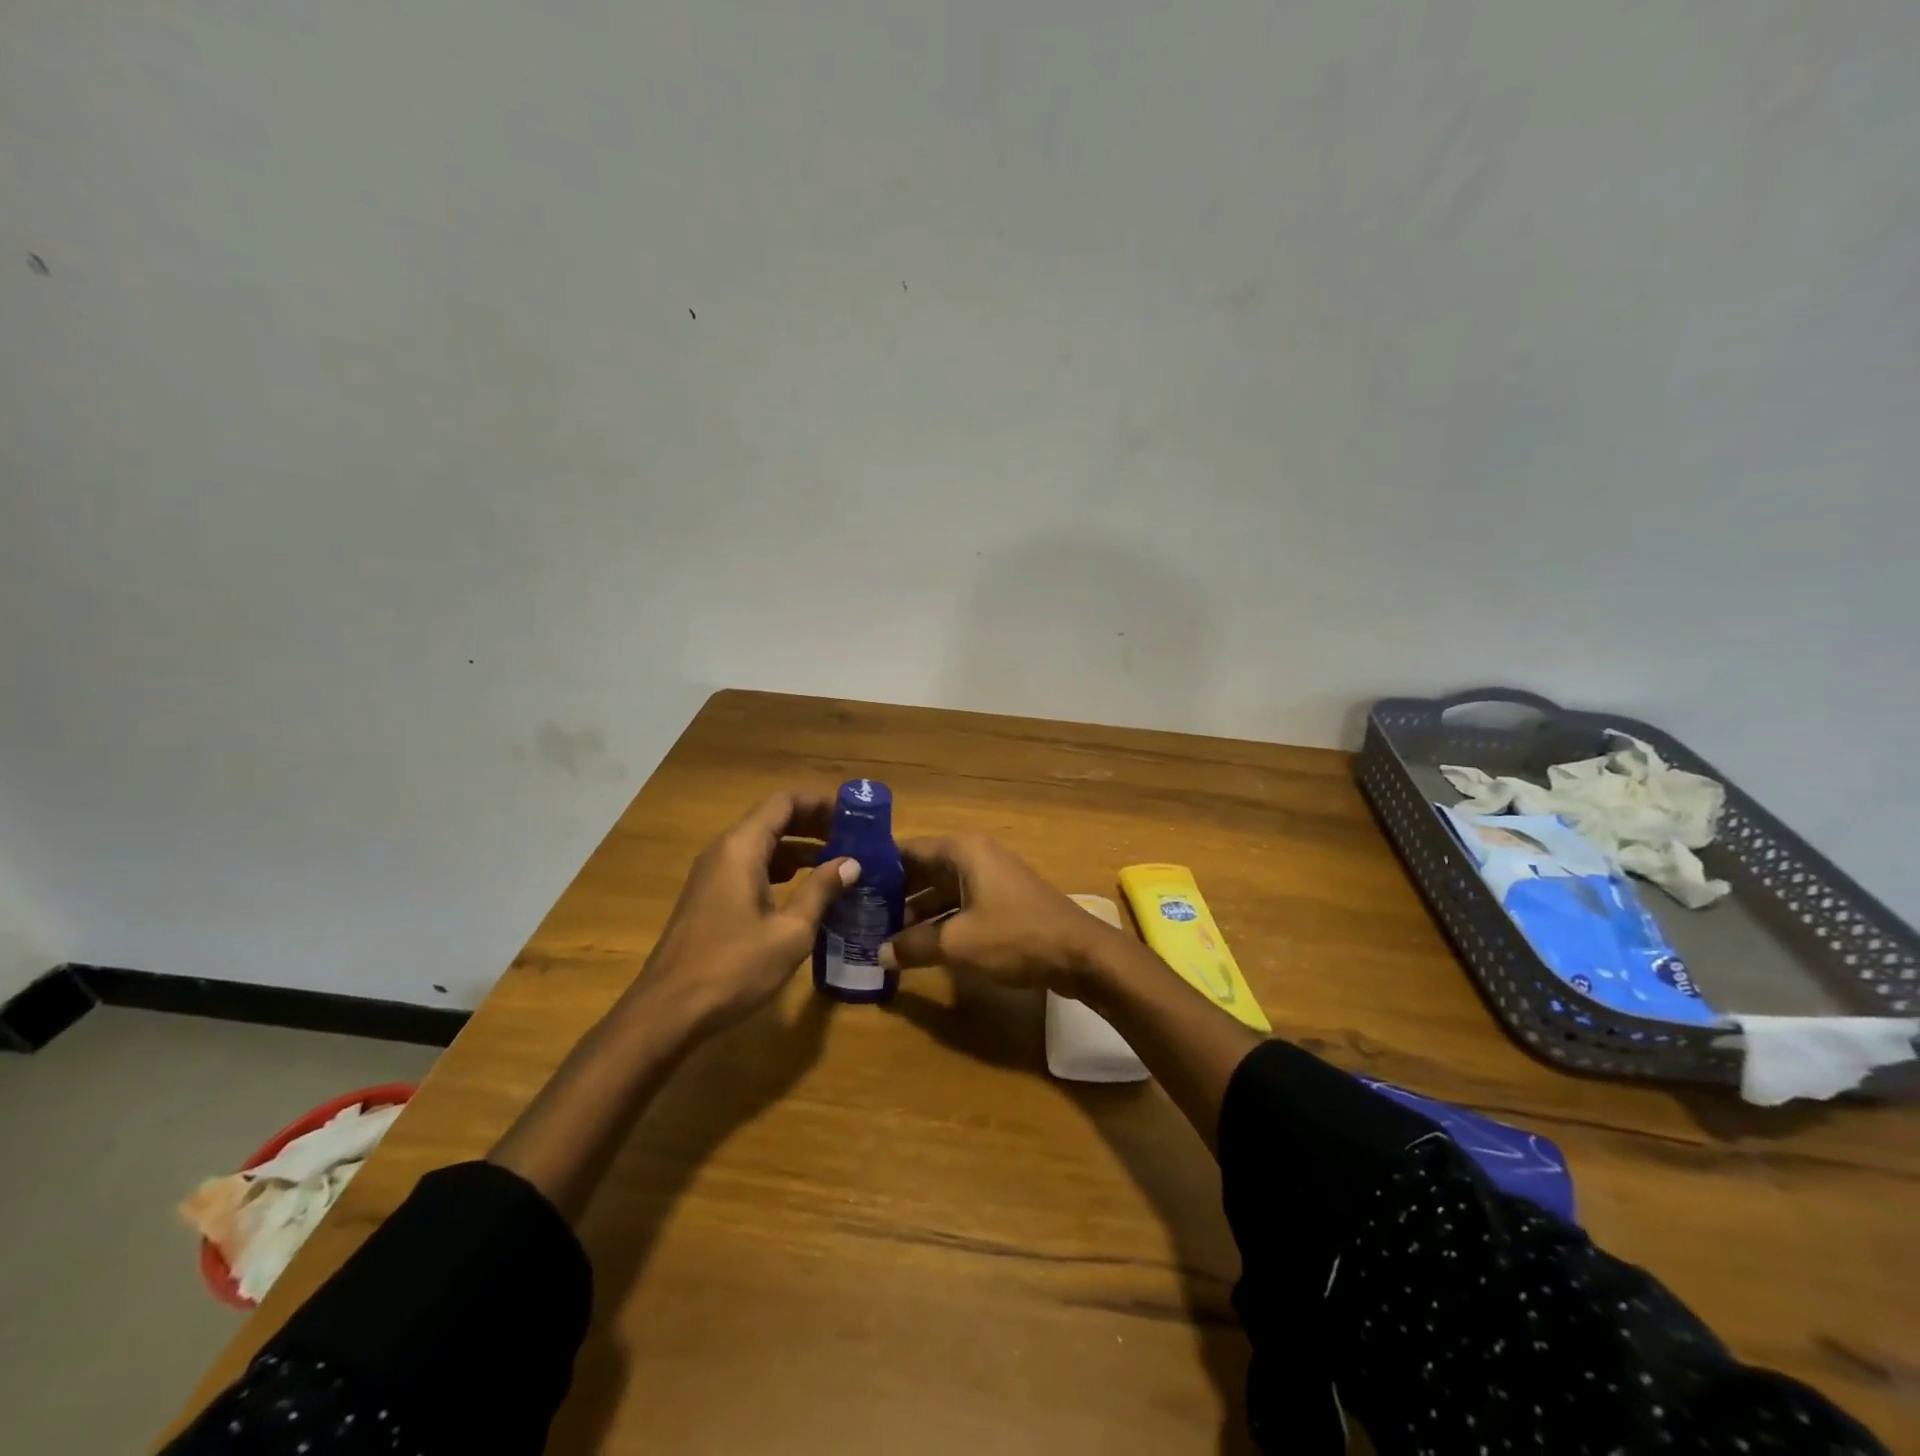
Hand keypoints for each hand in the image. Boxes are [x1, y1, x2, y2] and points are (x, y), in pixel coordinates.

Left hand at [632, 791, 857, 1031]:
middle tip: (854, 839)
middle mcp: (724, 851)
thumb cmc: (733, 968)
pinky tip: (806, 890)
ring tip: (839, 862)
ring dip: (800, 849)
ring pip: (762, 845)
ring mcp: (713, 875)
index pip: (784, 802)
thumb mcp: (790, 932)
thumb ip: (821, 891)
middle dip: (814, 824)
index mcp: (742, 848)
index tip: (853, 816)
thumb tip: (851, 863)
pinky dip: (782, 869)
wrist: (667, 1012)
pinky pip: (751, 867)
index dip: (820, 803)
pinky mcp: (710, 898)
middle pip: (773, 819)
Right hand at [879, 835, 1116, 995]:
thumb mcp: (957, 943)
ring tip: (881, 935)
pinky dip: (939, 920)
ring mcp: (990, 877)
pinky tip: (918, 945)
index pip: (907, 850)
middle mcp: (974, 856)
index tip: (849, 887)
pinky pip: (959, 903)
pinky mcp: (1001, 900)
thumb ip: (914, 945)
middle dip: (894, 893)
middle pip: (922, 869)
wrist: (1079, 954)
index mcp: (962, 850)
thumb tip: (880, 954)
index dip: (877, 868)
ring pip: (941, 889)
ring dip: (916, 911)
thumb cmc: (1014, 936)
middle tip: (860, 917)